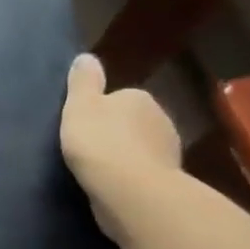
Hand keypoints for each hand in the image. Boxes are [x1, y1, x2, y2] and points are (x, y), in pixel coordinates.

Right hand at [60, 53, 181, 233]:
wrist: (131, 192)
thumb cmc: (100, 141)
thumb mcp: (80, 105)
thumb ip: (83, 81)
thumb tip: (87, 57)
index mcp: (139, 98)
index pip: (119, 98)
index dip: (100, 110)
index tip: (83, 125)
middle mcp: (161, 120)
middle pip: (133, 123)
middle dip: (116, 133)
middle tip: (88, 147)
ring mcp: (169, 153)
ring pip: (141, 149)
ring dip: (125, 157)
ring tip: (98, 170)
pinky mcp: (168, 182)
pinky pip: (143, 174)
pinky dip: (131, 178)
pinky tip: (113, 187)